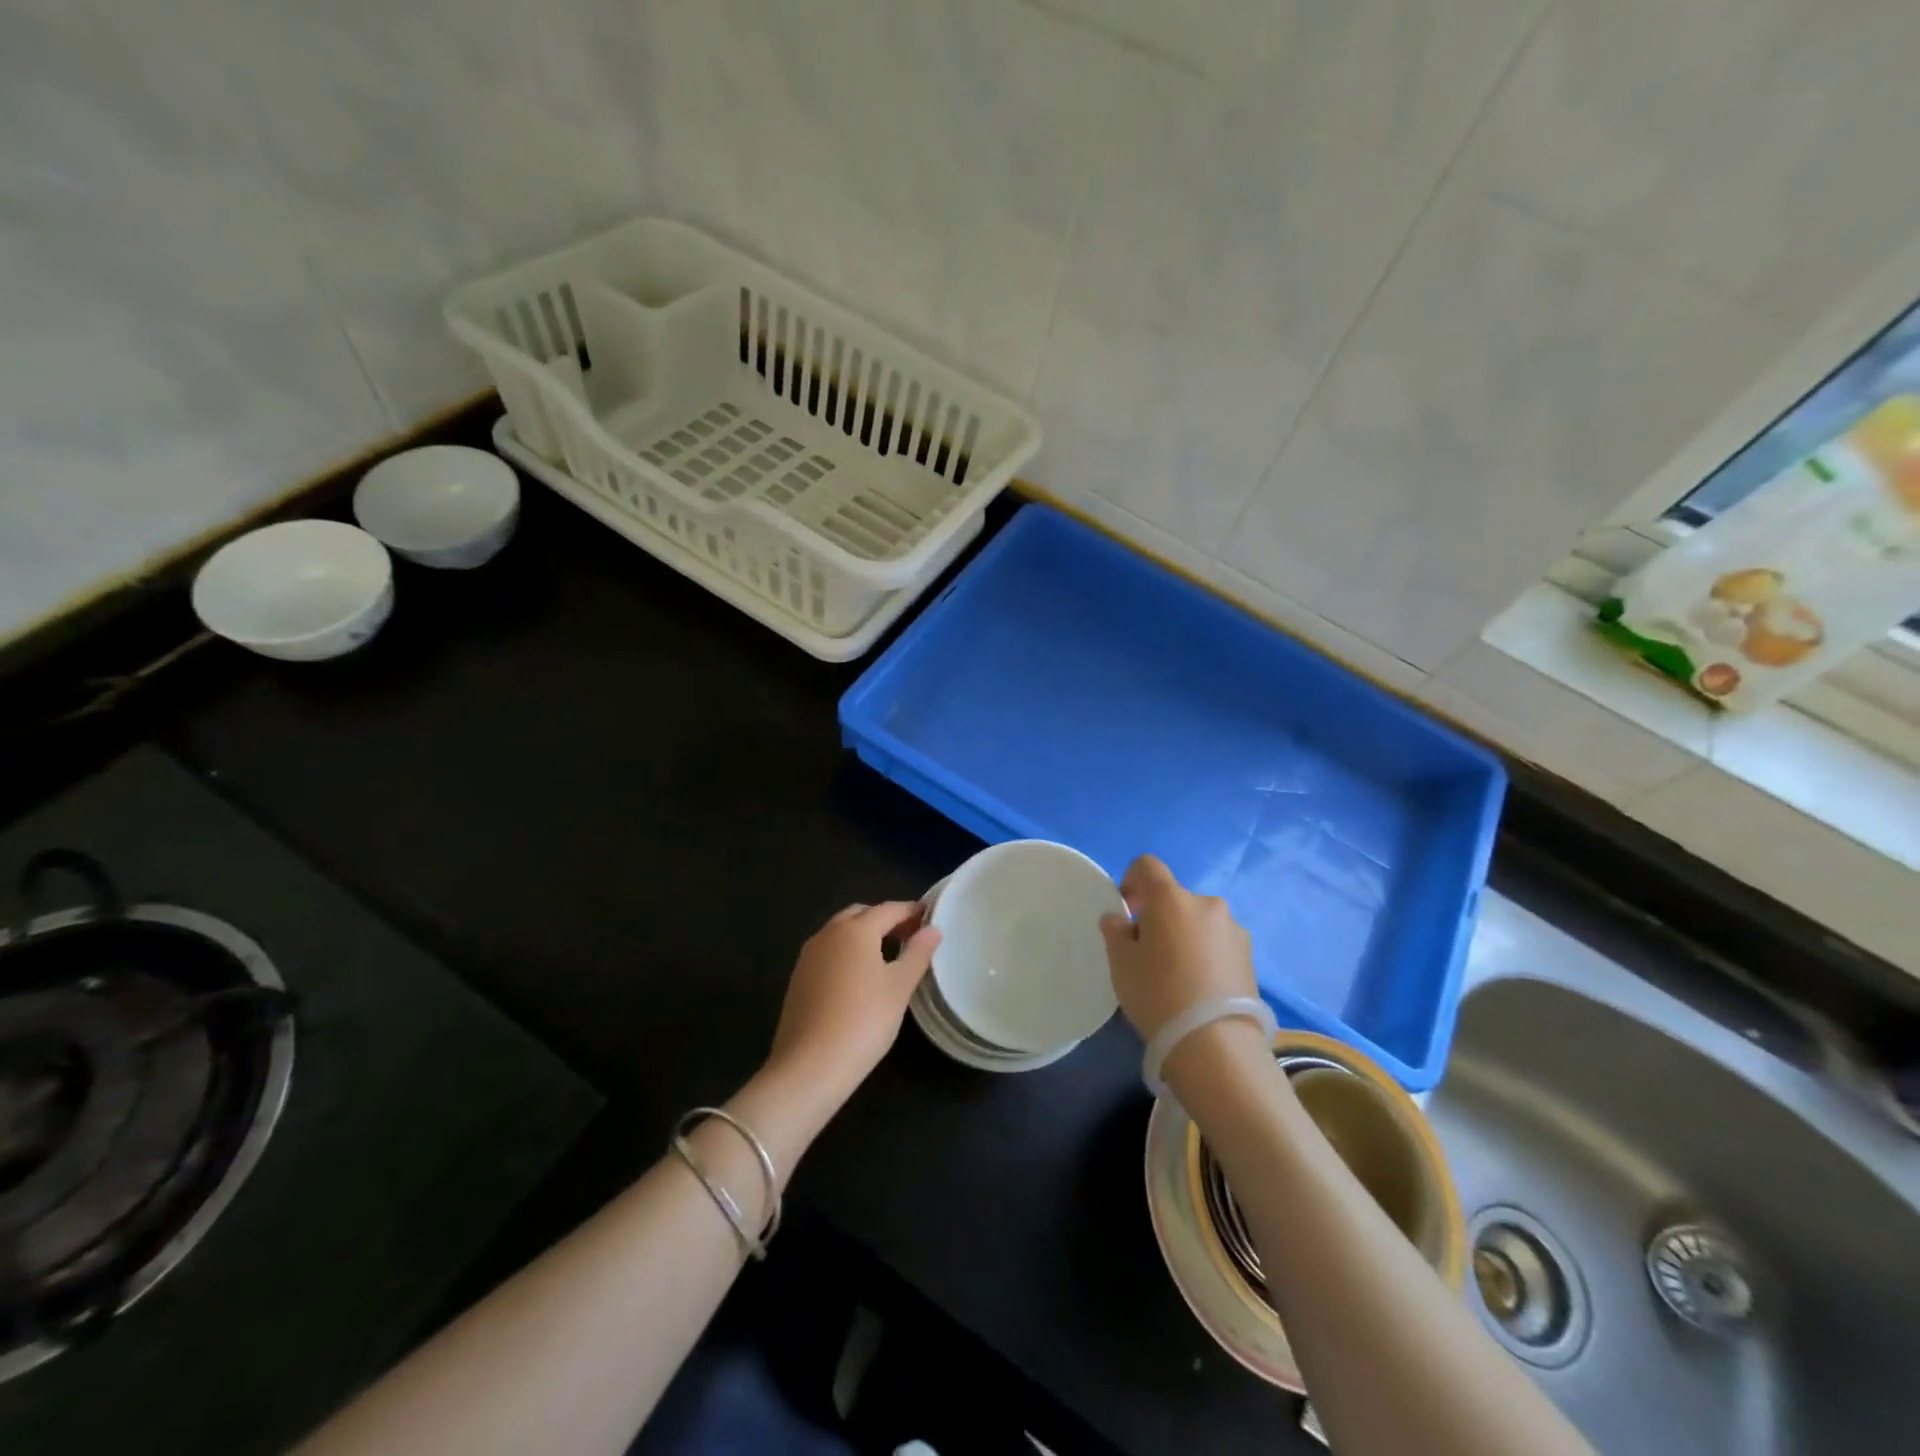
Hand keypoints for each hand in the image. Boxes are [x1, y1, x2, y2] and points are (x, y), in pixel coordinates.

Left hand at [766, 902, 939, 1111]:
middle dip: (885, 919)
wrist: (809, 1066)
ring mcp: (808, 956)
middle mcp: (828, 933)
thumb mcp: (900, 987)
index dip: (911, 911)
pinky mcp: (798, 978)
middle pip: (861, 914)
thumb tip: (932, 929)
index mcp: (855, 929)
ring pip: (840, 932)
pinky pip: (828, 952)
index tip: (930, 917)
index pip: (889, 909)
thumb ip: (918, 953)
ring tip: (888, 956)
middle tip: (909, 936)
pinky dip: (847, 953)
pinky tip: (859, 978)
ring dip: (864, 935)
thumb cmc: (864, 1020)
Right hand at [1098, 855, 1256, 1042]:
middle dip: (1159, 915)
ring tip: (1177, 974)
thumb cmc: (1157, 993)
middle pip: (1175, 898)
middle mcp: (1207, 904)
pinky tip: (1199, 987)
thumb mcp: (1121, 963)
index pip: (1148, 866)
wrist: (1215, 1043)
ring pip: (1199, 921)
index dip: (1132, 880)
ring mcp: (1234, 930)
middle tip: (1147, 951)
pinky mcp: (1250, 956)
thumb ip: (1115, 932)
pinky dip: (1205, 954)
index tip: (1126, 909)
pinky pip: (1218, 943)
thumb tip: (1119, 919)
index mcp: (1171, 898)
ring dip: (1185, 935)